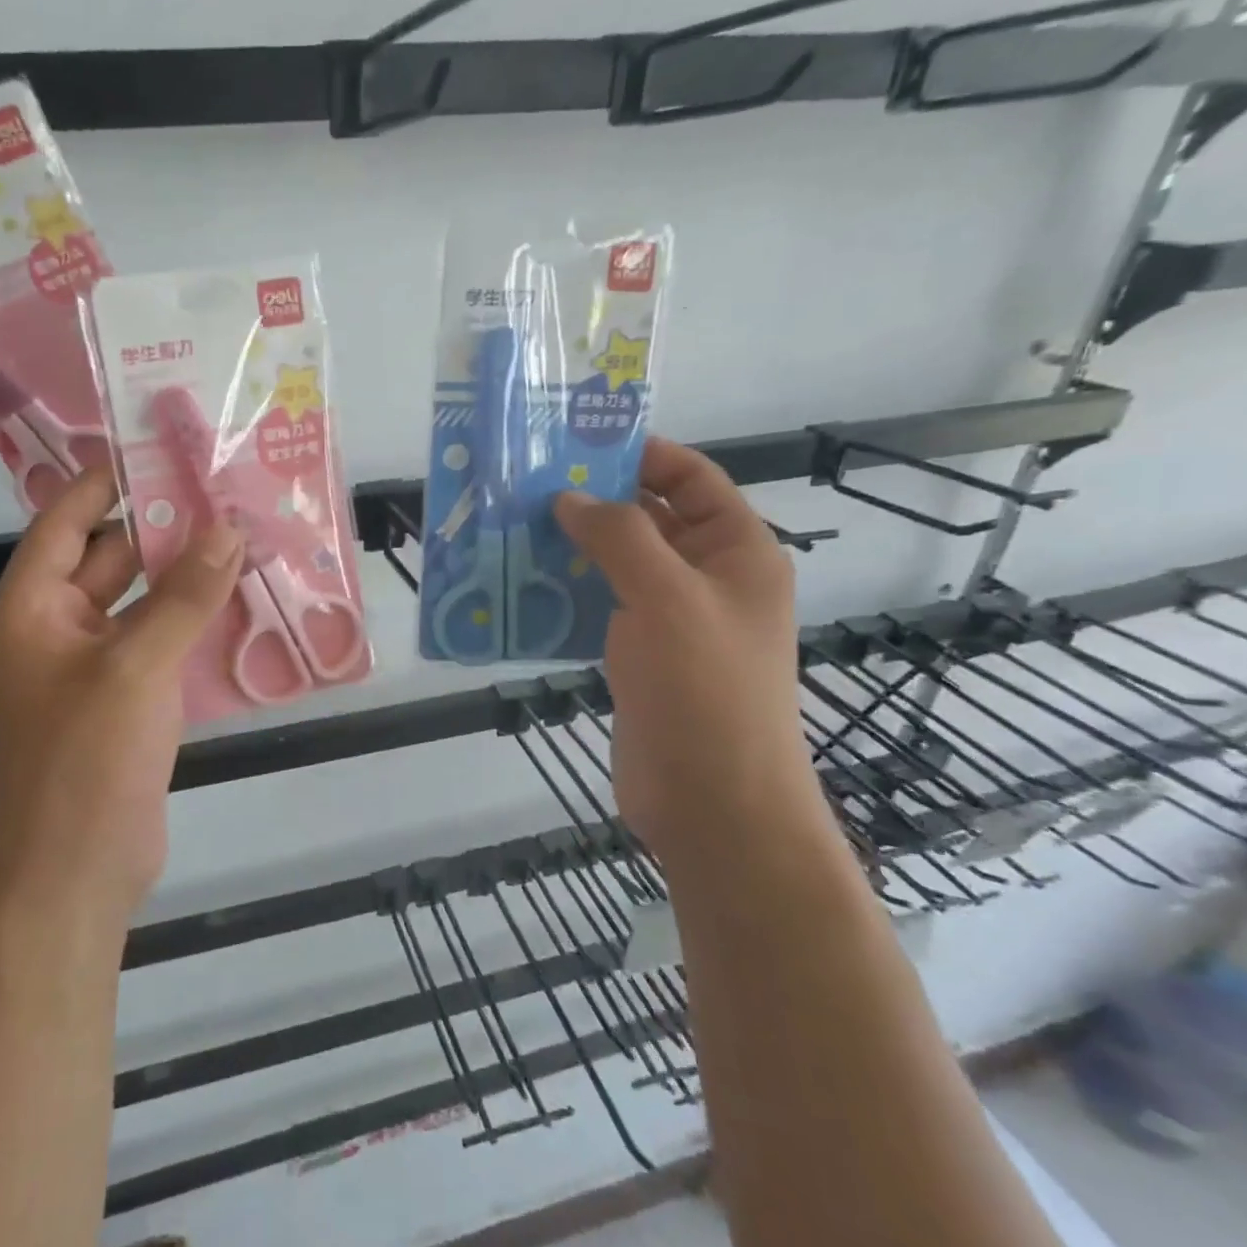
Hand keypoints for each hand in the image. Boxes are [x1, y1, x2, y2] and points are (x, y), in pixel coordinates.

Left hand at [0, 468, 243, 921]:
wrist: (79, 872)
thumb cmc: (88, 760)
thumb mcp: (137, 666)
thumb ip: (184, 595)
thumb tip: (228, 529)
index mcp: (30, 609)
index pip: (66, 521)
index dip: (108, 481)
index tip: (161, 449)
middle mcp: (54, 628)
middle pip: (108, 558)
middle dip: (163, 529)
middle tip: (224, 493)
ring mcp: (90, 666)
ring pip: (140, 601)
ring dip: (184, 576)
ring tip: (244, 537)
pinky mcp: (123, 698)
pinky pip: (157, 641)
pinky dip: (191, 621)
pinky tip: (241, 601)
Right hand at [552, 438, 813, 854]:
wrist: (711, 802)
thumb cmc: (704, 689)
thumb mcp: (666, 597)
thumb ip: (618, 537)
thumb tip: (569, 498)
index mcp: (735, 551)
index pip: (691, 479)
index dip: (641, 455)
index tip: (577, 444)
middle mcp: (705, 578)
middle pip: (647, 518)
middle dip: (593, 500)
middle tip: (527, 484)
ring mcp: (670, 619)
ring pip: (615, 564)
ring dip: (570, 547)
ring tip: (510, 527)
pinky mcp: (637, 655)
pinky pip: (597, 606)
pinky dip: (563, 592)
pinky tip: (519, 584)